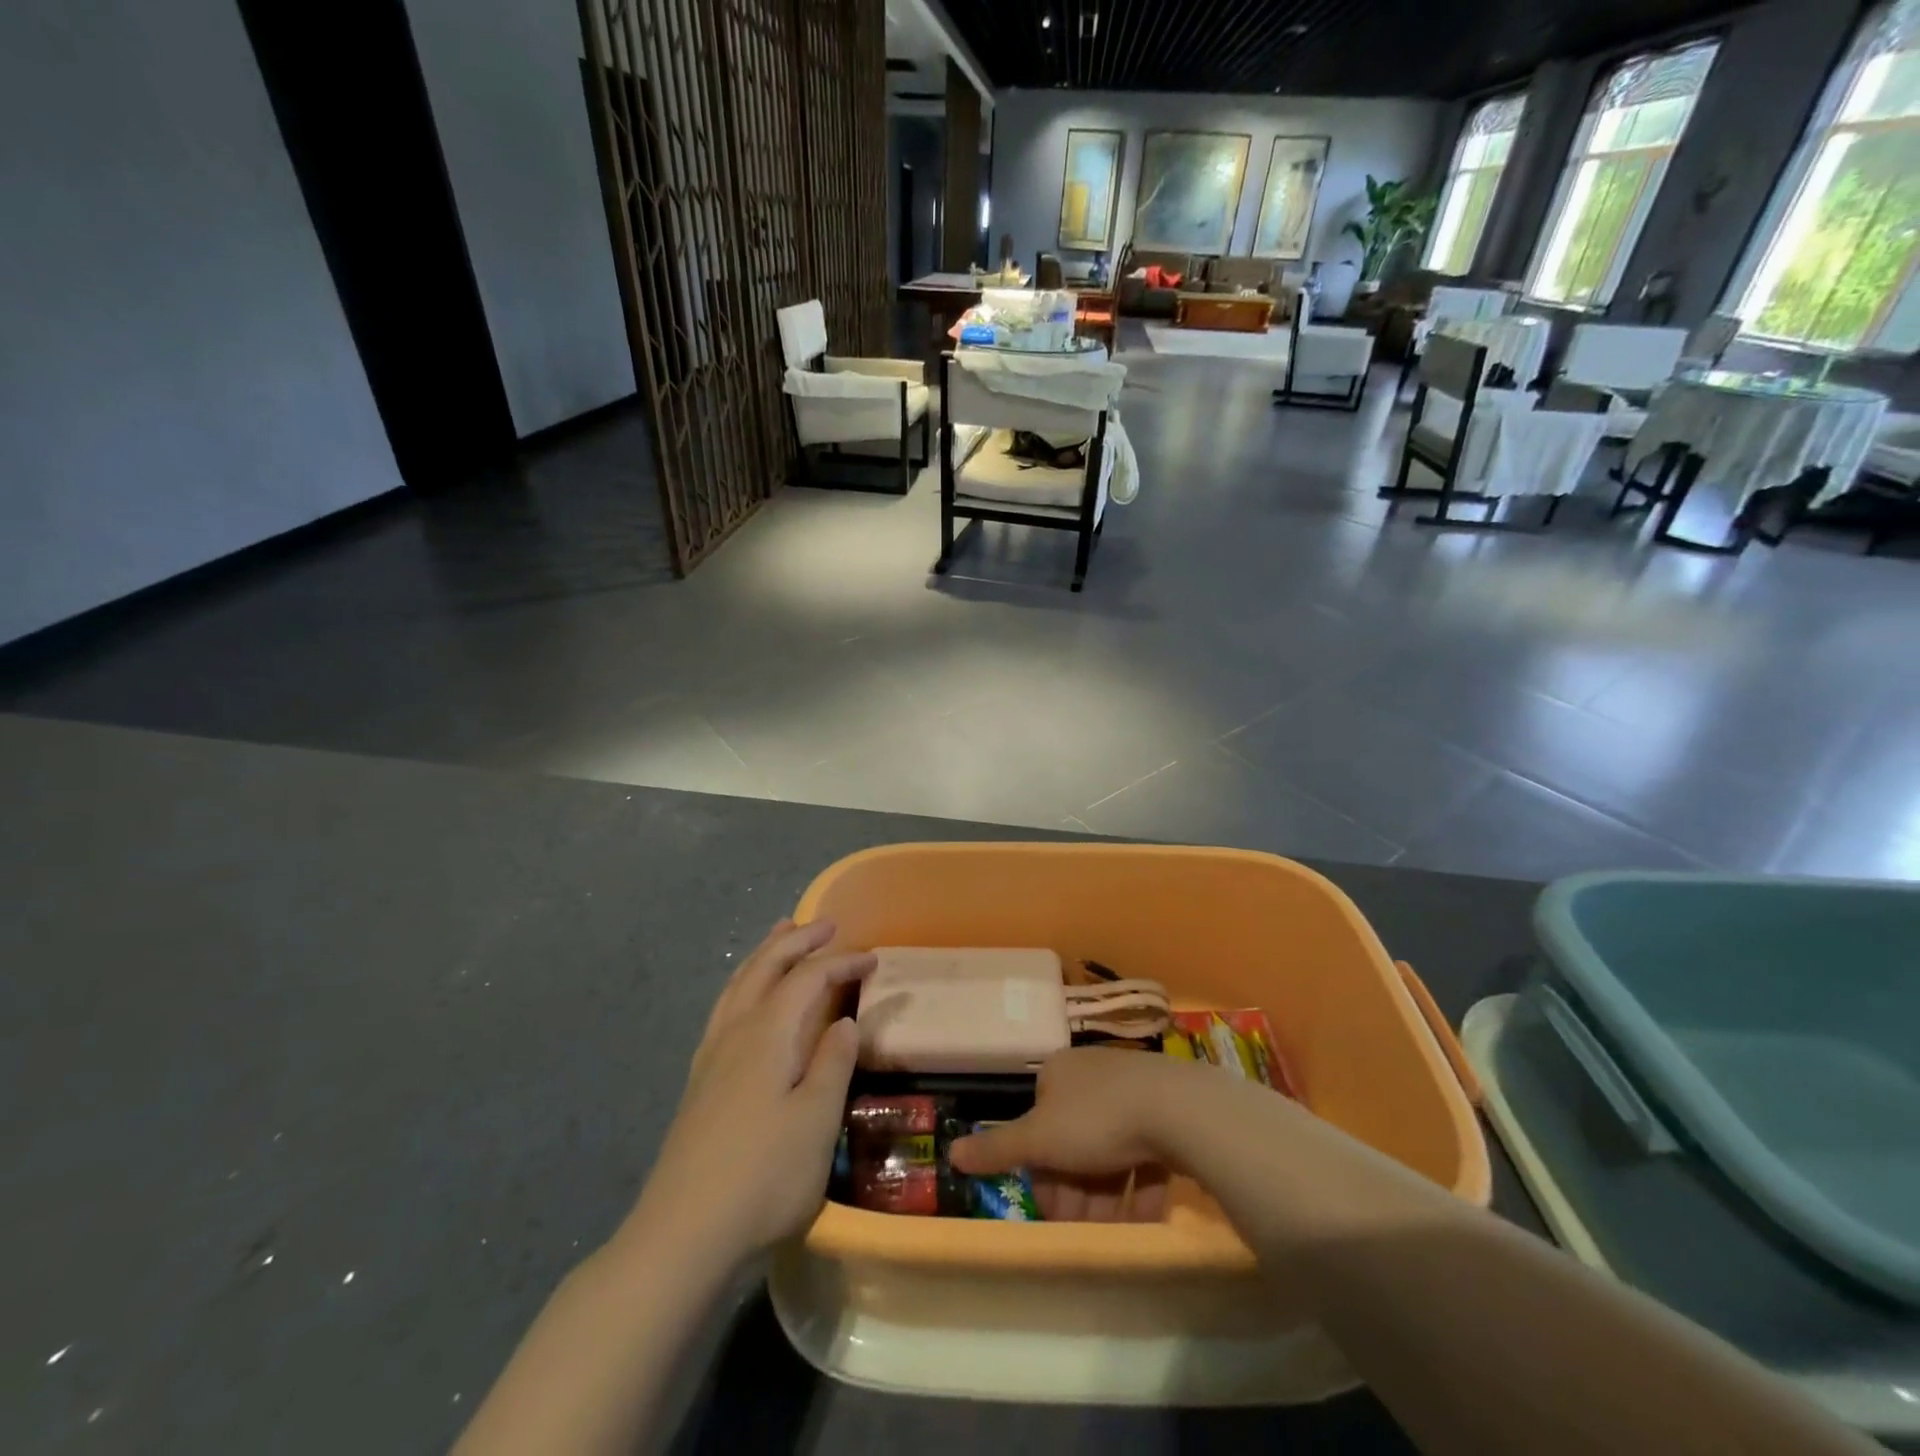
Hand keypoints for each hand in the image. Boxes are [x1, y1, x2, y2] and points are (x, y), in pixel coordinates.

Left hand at [629, 919, 874, 1263]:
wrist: (682, 1234)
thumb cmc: (763, 1175)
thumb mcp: (816, 1120)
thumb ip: (833, 1063)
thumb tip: (843, 1021)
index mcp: (767, 1033)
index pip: (808, 978)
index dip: (842, 962)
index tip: (874, 959)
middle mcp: (735, 1031)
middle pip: (766, 967)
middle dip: (797, 940)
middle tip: (828, 924)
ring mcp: (712, 1056)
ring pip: (739, 984)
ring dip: (765, 953)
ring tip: (781, 934)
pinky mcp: (700, 1081)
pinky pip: (725, 1006)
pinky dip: (744, 983)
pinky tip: (745, 998)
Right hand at [950, 1046, 1183, 1221]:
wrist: (1176, 1108)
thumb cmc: (1097, 1119)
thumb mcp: (1039, 1138)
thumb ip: (997, 1148)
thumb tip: (951, 1152)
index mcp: (1058, 1074)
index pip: (1039, 1125)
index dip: (1040, 1171)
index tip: (1050, 1211)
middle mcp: (1092, 1076)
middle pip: (1073, 1141)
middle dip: (1074, 1191)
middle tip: (1080, 1230)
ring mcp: (1132, 1091)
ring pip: (1109, 1151)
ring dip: (1105, 1197)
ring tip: (1111, 1233)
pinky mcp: (1165, 1111)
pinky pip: (1143, 1153)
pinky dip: (1138, 1187)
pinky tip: (1143, 1219)